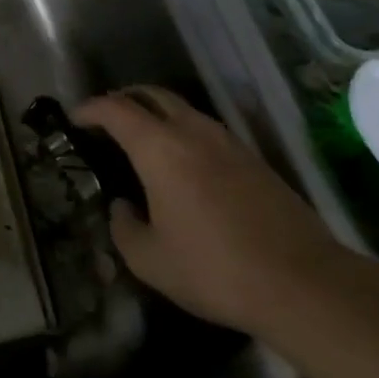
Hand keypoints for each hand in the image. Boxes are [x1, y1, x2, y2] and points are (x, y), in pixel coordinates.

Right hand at [74, 86, 344, 334]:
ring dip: (156, 113)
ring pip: (183, 109)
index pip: (116, 109)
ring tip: (141, 138)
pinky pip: (206, 129)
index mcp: (159, 149)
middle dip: (123, 98)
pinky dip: (182, 131)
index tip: (75, 118)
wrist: (302, 283)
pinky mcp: (254, 159)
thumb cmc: (213, 269)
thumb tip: (123, 207)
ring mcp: (229, 142)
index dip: (90, 109)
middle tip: (105, 118)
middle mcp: (193, 132)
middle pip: (152, 94)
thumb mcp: (149, 260)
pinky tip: (181, 162)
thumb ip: (124, 227)